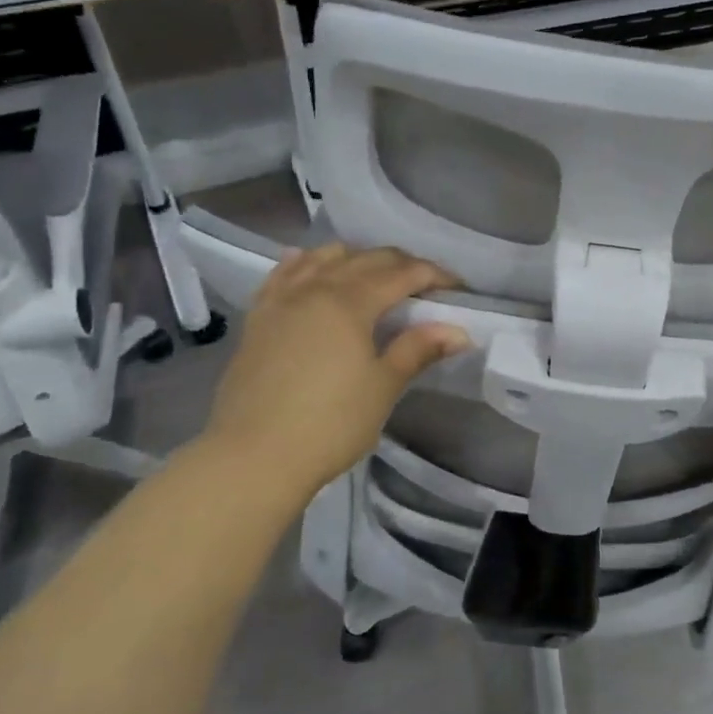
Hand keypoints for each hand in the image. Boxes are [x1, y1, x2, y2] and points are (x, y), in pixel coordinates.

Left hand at [200, 244, 469, 497]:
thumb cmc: (330, 423)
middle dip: (401, 264)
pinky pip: (284, 274)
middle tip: (426, 285)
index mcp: (350, 302)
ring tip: (374, 277)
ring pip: (323, 258)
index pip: (402, 273)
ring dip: (356, 258)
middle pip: (366, 259)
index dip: (434, 275)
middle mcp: (315, 288)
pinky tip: (311, 266)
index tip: (458, 288)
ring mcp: (282, 300)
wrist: (253, 455)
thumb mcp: (383, 387)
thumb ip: (418, 349)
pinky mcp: (258, 317)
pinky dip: (306, 263)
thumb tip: (459, 331)